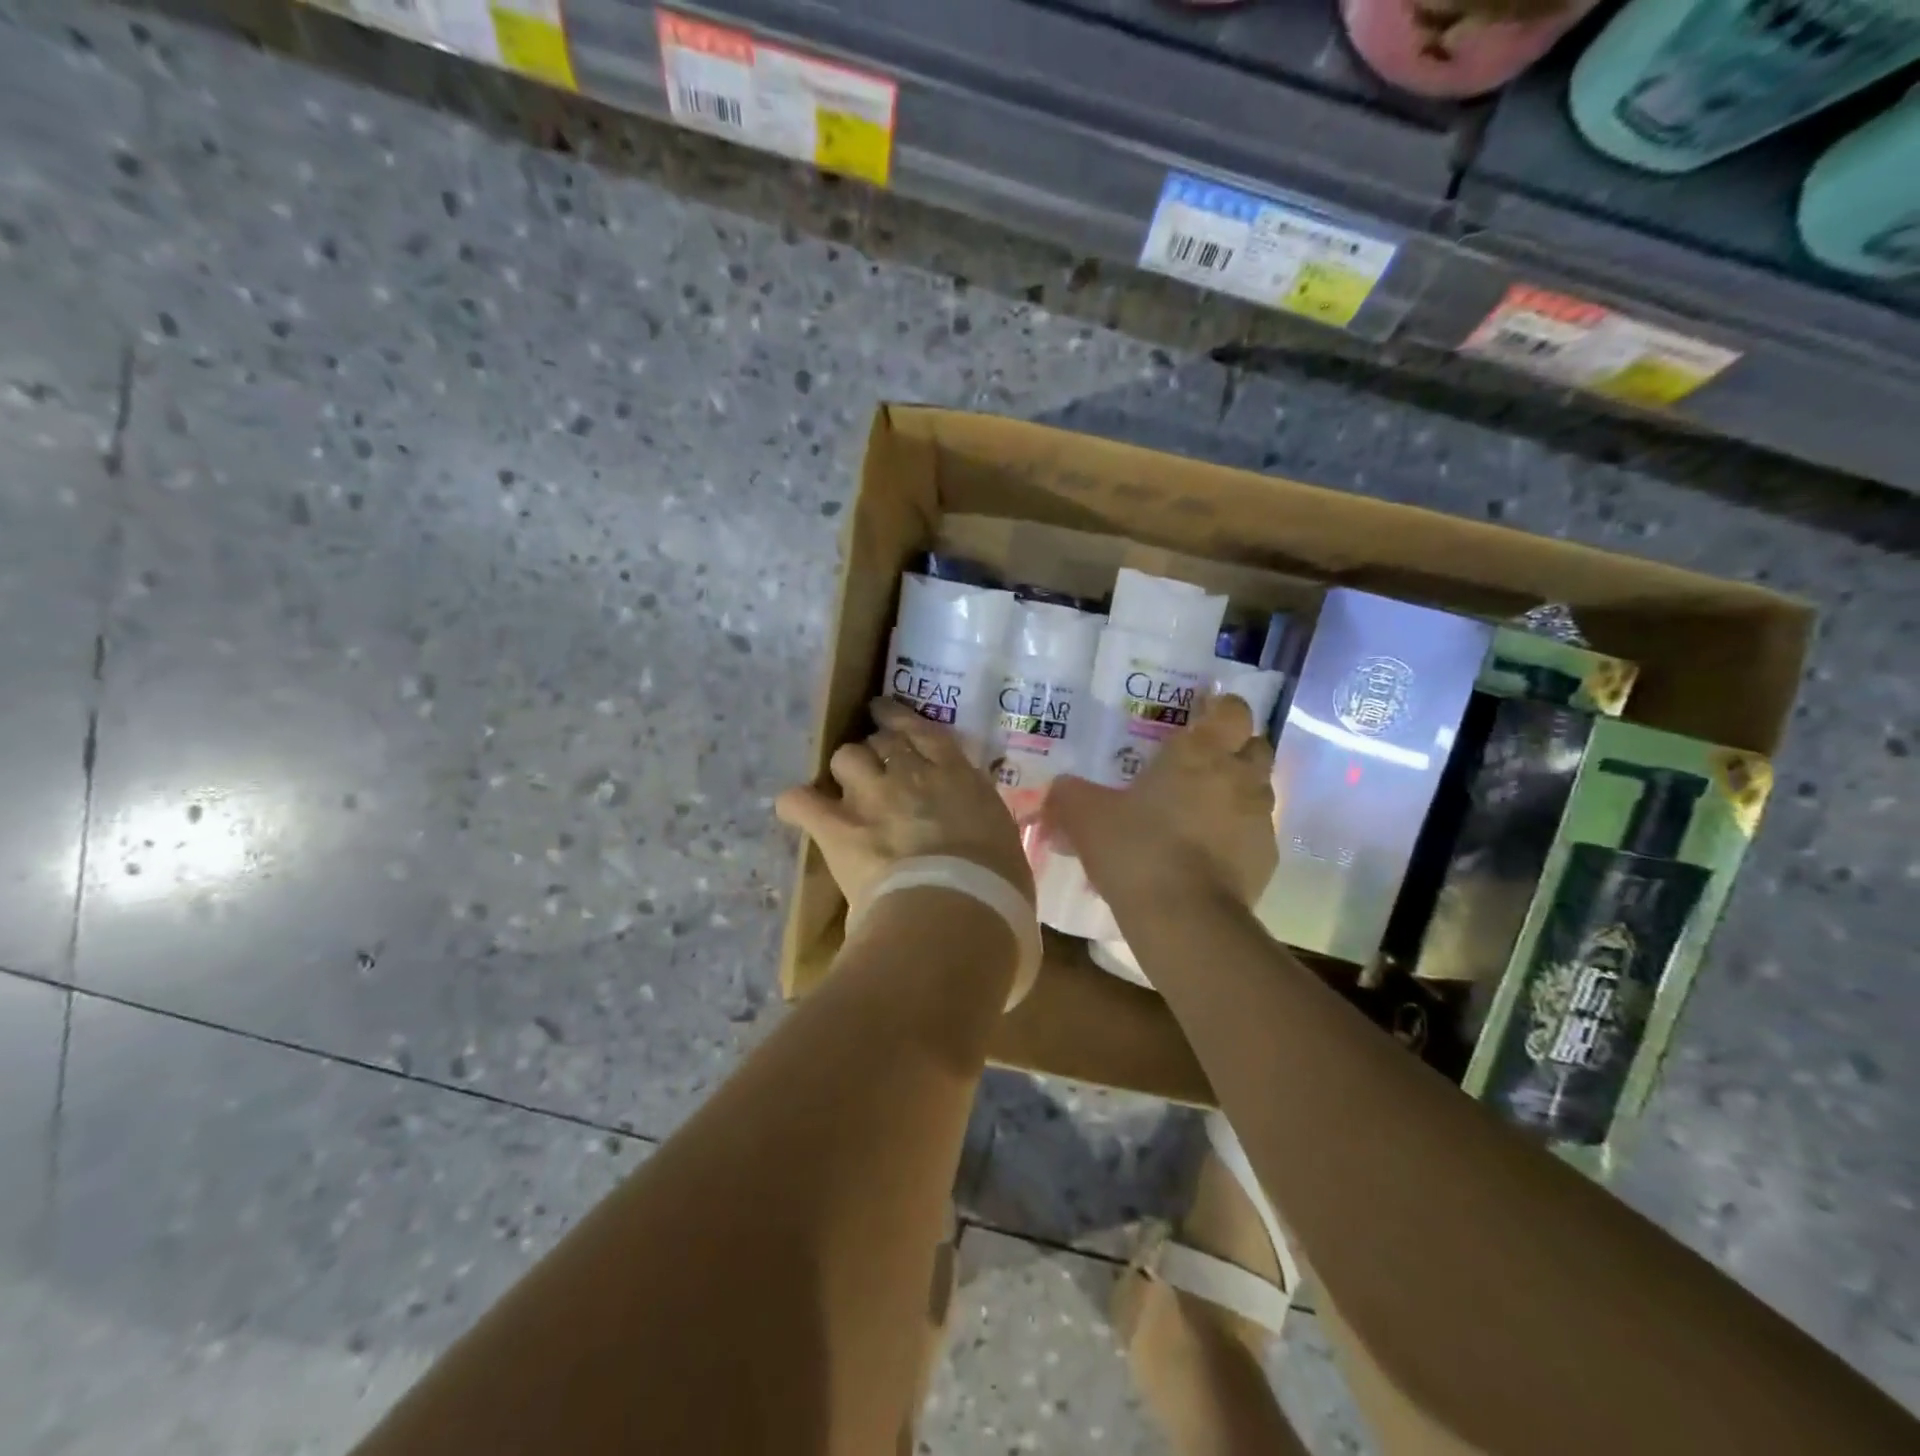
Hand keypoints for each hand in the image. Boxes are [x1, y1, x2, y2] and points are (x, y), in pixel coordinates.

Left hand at [776, 698, 1033, 912]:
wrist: (953, 913)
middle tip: (878, 770)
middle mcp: (911, 774)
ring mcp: (871, 797)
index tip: (888, 716)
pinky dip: (798, 805)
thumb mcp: (1005, 846)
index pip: (924, 732)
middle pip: (882, 741)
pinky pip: (800, 801)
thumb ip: (984, 829)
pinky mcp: (838, 828)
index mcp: (957, 776)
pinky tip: (799, 810)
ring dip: (848, 771)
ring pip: (846, 757)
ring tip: (847, 790)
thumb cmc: (997, 890)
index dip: (901, 720)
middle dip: (877, 752)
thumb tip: (980, 842)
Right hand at [1044, 694, 1275, 910]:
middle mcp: (1239, 777)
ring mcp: (1259, 820)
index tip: (1202, 719)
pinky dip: (1236, 837)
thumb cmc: (1135, 848)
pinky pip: (1254, 836)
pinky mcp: (1266, 861)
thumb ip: (1070, 794)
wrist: (1183, 917)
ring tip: (1201, 813)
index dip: (1221, 710)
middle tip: (1201, 765)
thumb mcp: (1085, 816)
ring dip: (1237, 794)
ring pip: (1259, 791)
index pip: (1232, 710)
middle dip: (1235, 750)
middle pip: (1255, 746)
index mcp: (1200, 753)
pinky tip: (1207, 856)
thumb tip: (1060, 788)